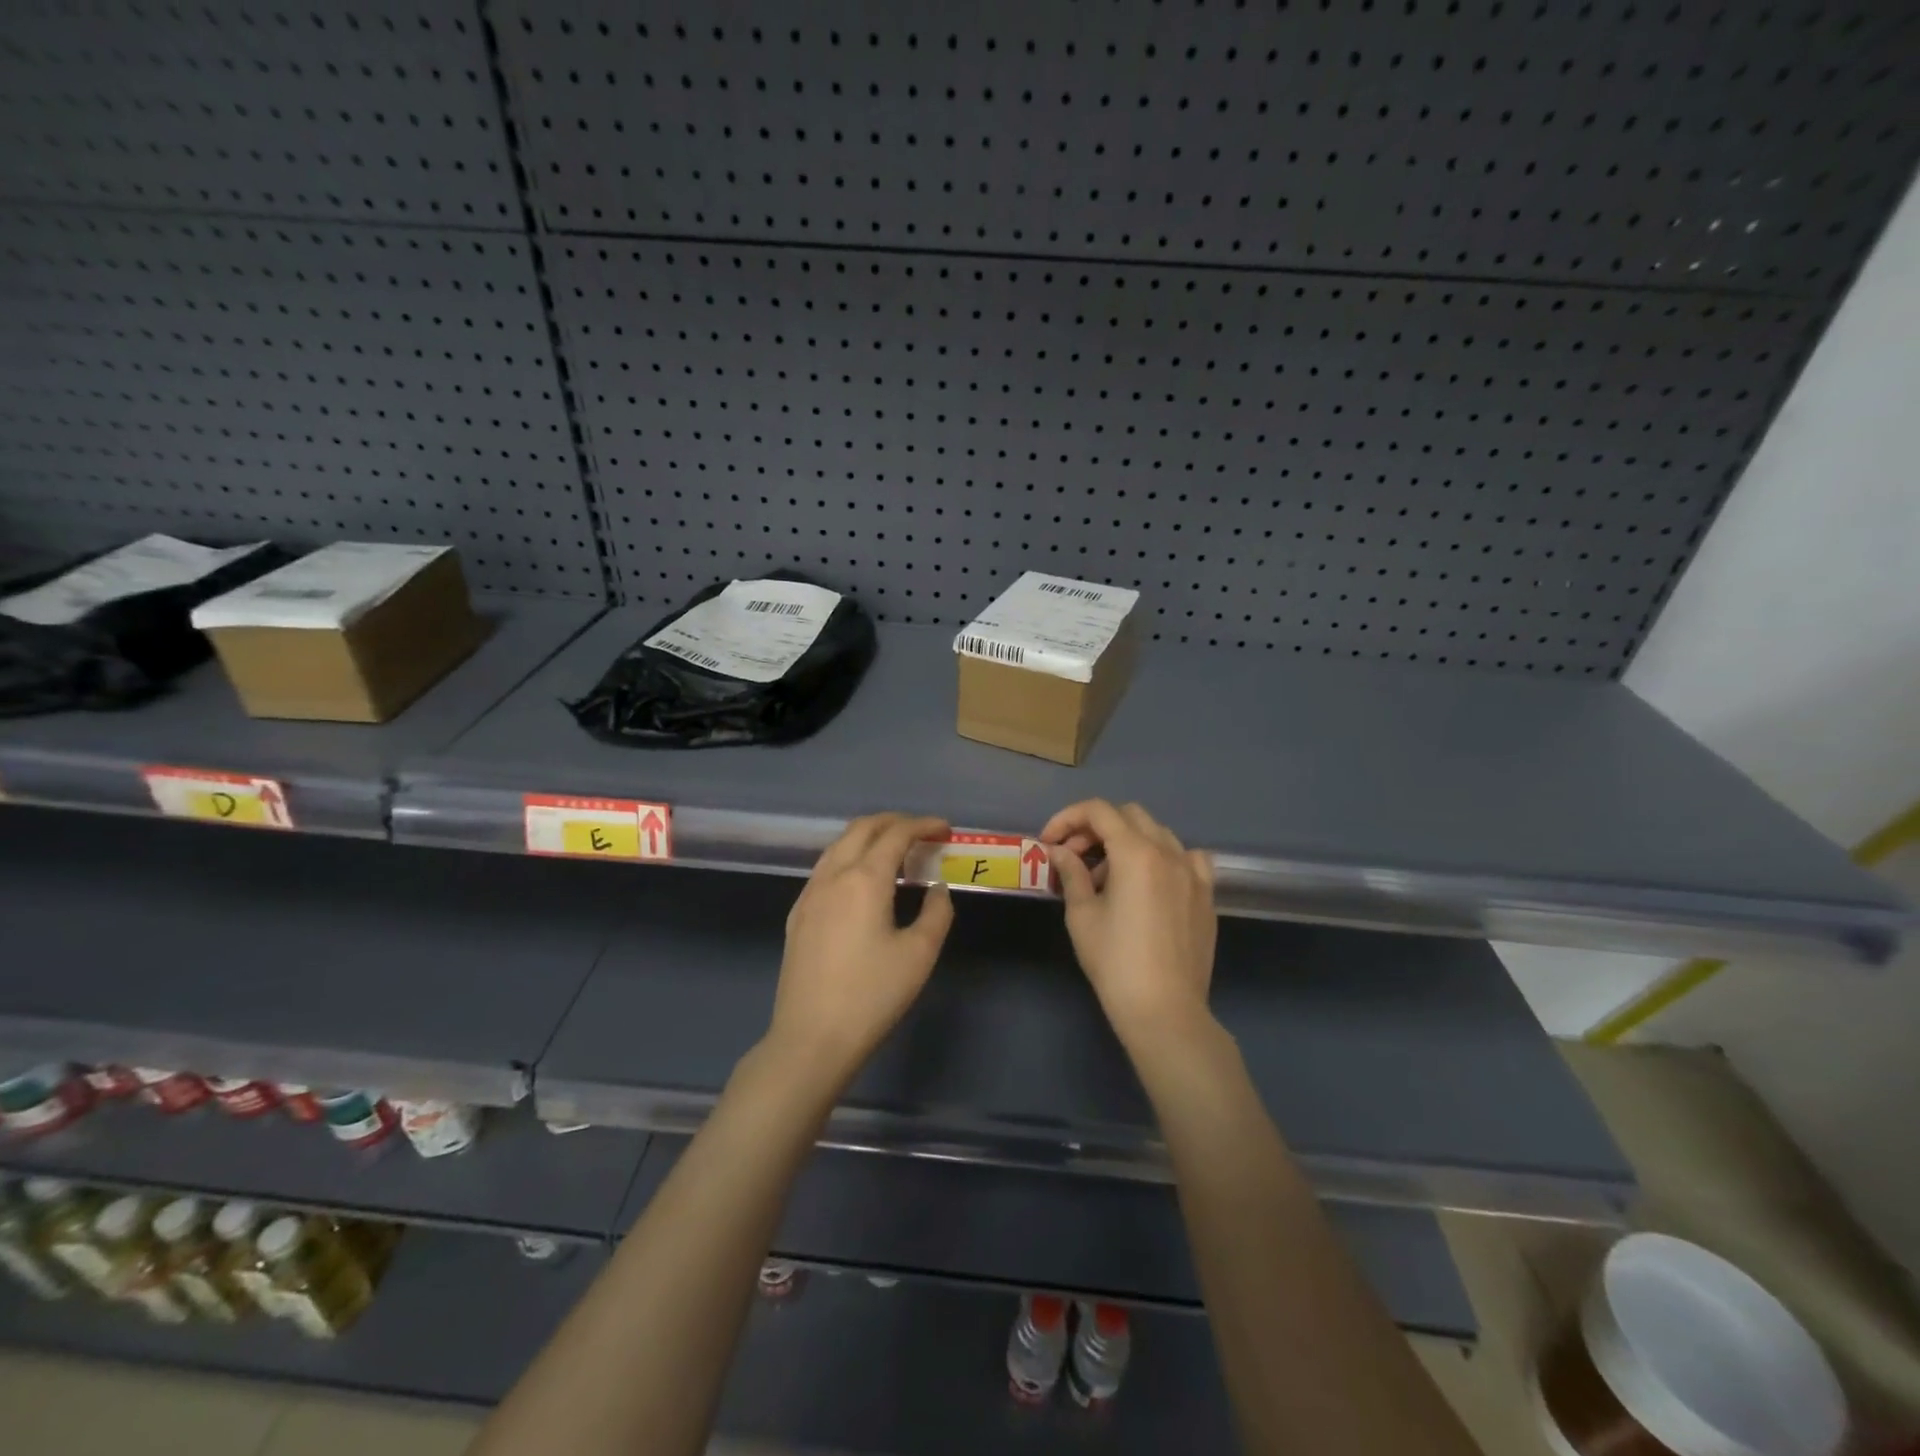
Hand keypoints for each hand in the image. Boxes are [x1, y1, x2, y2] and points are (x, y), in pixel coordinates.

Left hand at [766, 813, 954, 1085]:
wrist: (811, 1038)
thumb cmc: (872, 996)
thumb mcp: (919, 955)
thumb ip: (936, 912)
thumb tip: (936, 888)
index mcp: (865, 879)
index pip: (896, 834)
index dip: (923, 825)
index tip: (945, 829)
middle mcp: (833, 875)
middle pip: (862, 828)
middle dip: (894, 822)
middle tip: (922, 833)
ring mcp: (809, 894)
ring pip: (839, 845)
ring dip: (869, 837)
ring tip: (895, 852)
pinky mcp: (797, 914)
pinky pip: (826, 868)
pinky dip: (850, 857)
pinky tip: (862, 881)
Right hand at [1041, 800, 1217, 1051]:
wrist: (1165, 1010)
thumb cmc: (1115, 962)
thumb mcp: (1082, 915)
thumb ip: (1071, 873)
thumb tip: (1060, 851)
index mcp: (1136, 853)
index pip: (1098, 811)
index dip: (1068, 818)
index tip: (1049, 842)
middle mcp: (1169, 852)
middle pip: (1128, 815)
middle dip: (1095, 827)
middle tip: (1073, 856)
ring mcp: (1193, 872)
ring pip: (1157, 832)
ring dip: (1127, 840)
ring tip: (1107, 874)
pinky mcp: (1206, 894)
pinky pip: (1186, 857)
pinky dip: (1163, 856)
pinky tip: (1151, 880)